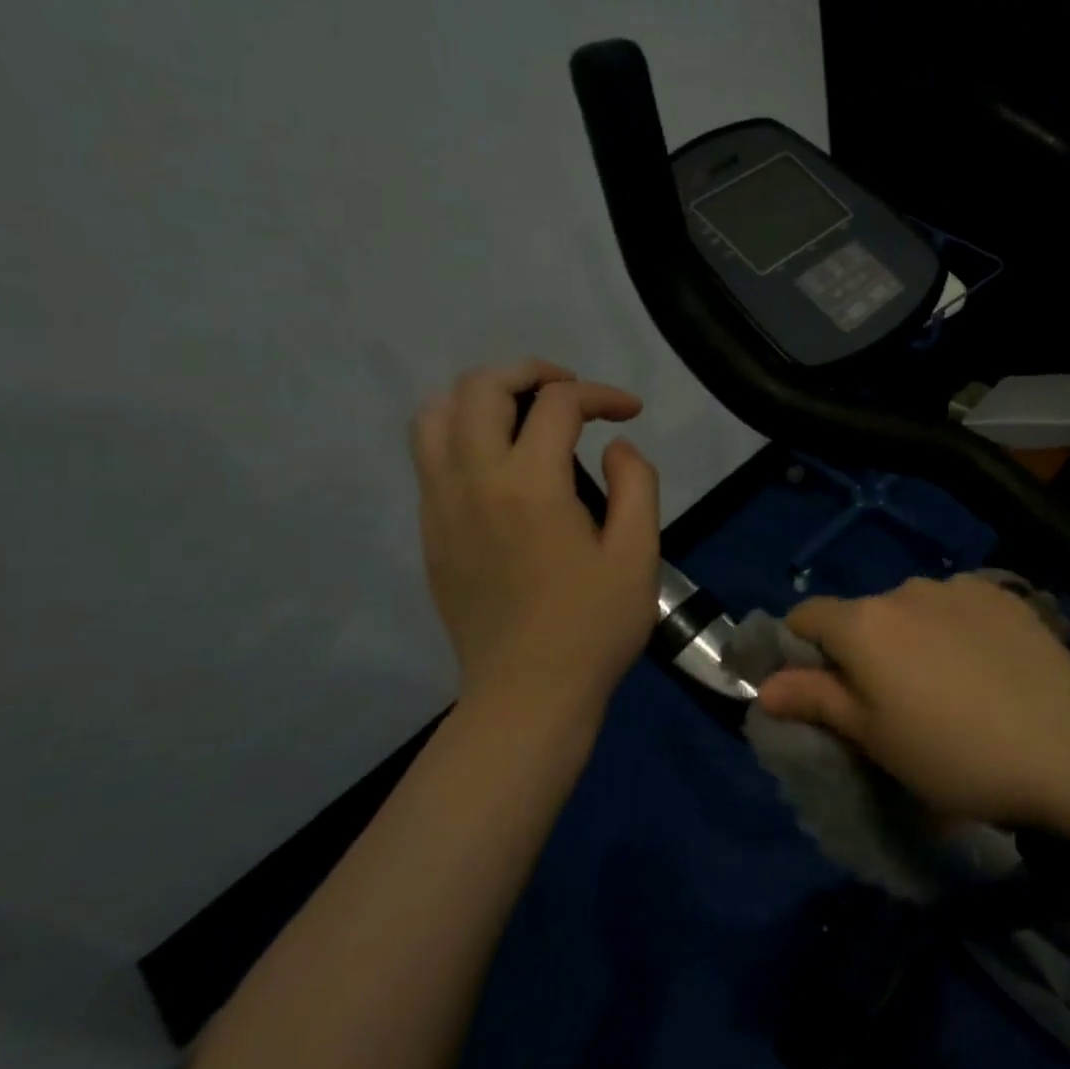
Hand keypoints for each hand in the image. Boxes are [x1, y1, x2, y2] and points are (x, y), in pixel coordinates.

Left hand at [412, 362, 659, 723]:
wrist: (526, 696)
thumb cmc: (593, 627)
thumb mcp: (639, 554)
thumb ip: (636, 484)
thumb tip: (616, 447)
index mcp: (530, 486)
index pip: (558, 404)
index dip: (601, 395)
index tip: (630, 413)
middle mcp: (473, 481)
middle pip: (481, 388)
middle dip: (531, 373)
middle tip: (572, 392)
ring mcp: (441, 505)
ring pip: (437, 415)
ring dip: (484, 396)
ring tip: (526, 413)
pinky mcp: (430, 531)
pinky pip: (430, 455)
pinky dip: (463, 432)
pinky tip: (502, 460)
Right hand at [758, 574, 1069, 824]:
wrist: (1066, 741)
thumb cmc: (955, 753)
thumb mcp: (876, 739)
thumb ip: (816, 701)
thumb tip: (764, 685)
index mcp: (864, 624)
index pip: (806, 616)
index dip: (799, 649)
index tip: (817, 688)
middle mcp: (903, 589)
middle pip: (862, 614)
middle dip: (862, 650)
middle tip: (890, 704)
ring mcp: (956, 586)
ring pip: (911, 609)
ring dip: (911, 637)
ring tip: (946, 686)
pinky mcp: (1000, 591)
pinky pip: (956, 605)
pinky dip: (953, 628)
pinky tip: (985, 666)